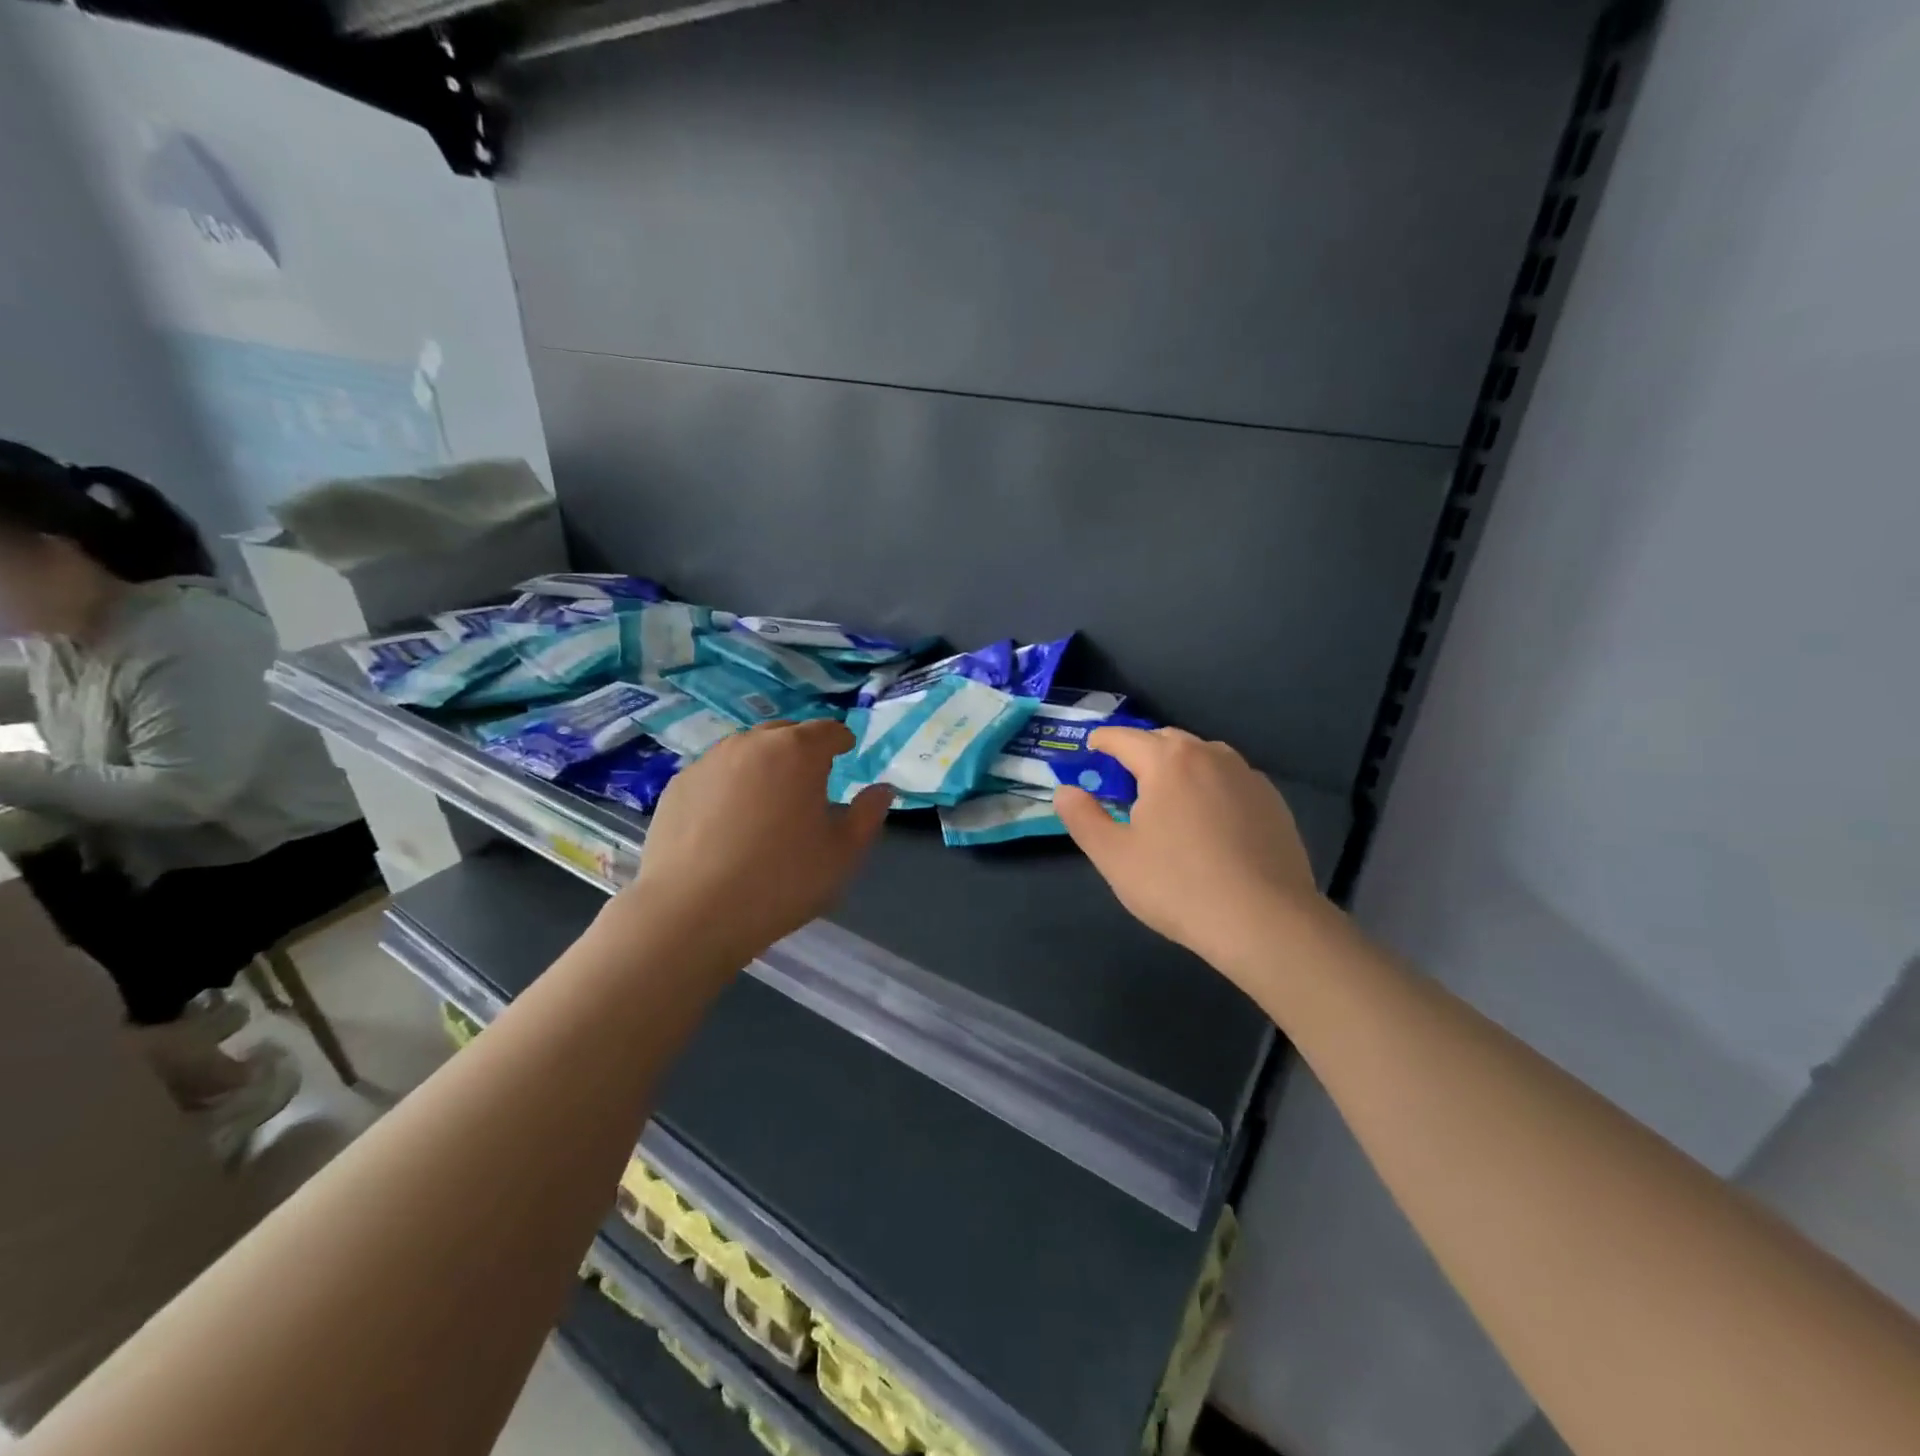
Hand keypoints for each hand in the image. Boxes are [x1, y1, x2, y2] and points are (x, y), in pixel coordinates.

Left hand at [613, 720, 891, 964]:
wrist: (691, 913)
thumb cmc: (781, 880)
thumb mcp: (842, 854)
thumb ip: (868, 815)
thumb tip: (883, 789)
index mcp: (798, 752)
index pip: (828, 730)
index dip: (841, 741)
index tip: (845, 754)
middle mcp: (752, 744)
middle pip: (785, 733)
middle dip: (801, 750)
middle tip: (808, 782)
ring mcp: (709, 762)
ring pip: (746, 751)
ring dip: (763, 766)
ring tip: (766, 802)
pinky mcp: (678, 786)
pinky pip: (715, 775)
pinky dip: (728, 787)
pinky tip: (726, 823)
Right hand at [1055, 728, 1323, 981]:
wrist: (1265, 921)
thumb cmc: (1178, 886)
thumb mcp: (1114, 856)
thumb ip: (1083, 817)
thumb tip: (1064, 790)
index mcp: (1168, 762)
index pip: (1125, 738)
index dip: (1104, 740)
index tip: (1091, 747)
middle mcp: (1210, 756)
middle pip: (1167, 740)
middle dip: (1141, 750)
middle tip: (1125, 776)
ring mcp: (1247, 777)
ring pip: (1203, 756)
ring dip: (1178, 765)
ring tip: (1167, 795)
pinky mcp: (1273, 802)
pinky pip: (1230, 779)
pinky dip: (1210, 785)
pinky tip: (1208, 818)